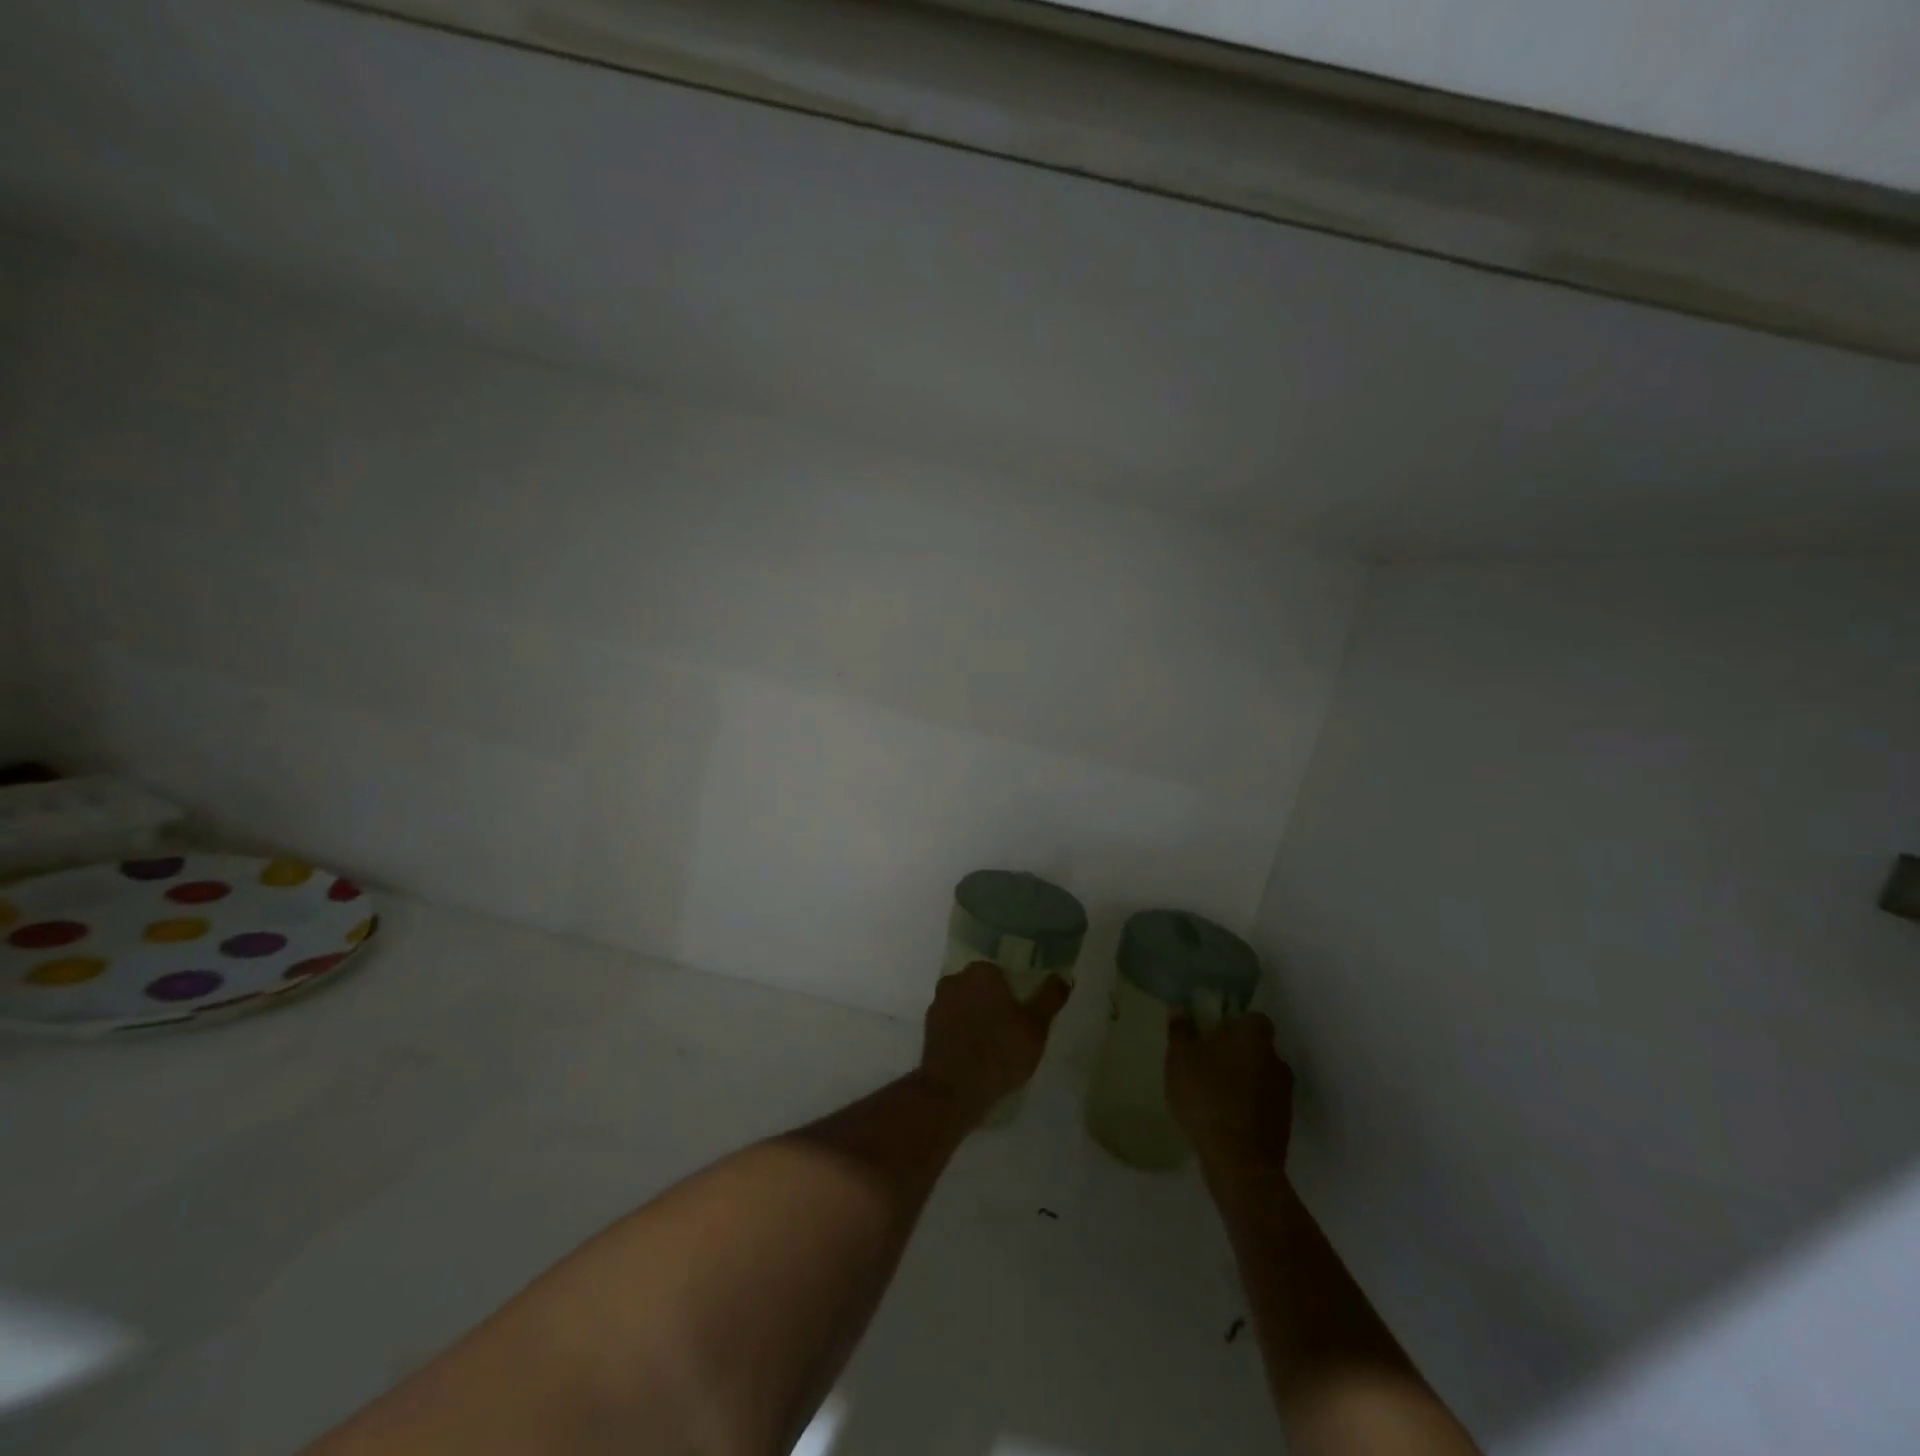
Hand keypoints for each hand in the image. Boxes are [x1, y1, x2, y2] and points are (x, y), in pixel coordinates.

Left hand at [918, 962, 1070, 1121]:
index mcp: (982, 971)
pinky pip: (954, 1023)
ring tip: (995, 1047)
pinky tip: (976, 1055)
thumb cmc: (1000, 1052)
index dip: (1017, 994)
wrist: (952, 1091)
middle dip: (996, 1004)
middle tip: (1013, 1032)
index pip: (1004, 973)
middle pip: (984, 987)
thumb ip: (1050, 997)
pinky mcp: (928, 1028)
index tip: (1025, 1016)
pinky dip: (964, 1033)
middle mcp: (956, 979)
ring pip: (967, 1005)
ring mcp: (938, 1003)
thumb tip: (1062, 977)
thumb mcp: (1036, 1026)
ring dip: (979, 1018)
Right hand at [1167, 1012, 1293, 1168]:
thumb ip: (1181, 1030)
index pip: (1252, 1018)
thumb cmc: (1207, 1097)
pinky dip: (1247, 1104)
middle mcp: (1277, 1060)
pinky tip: (1223, 1116)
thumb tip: (1181, 1008)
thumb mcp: (1180, 1059)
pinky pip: (1262, 1102)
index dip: (1233, 1022)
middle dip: (1235, 1051)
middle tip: (1207, 1061)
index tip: (1212, 1032)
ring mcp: (1284, 1094)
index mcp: (1255, 1038)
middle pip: (1257, 1047)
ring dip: (1242, 1079)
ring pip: (1260, 1075)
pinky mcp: (1283, 1124)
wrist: (1240, 1162)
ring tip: (1212, 1092)